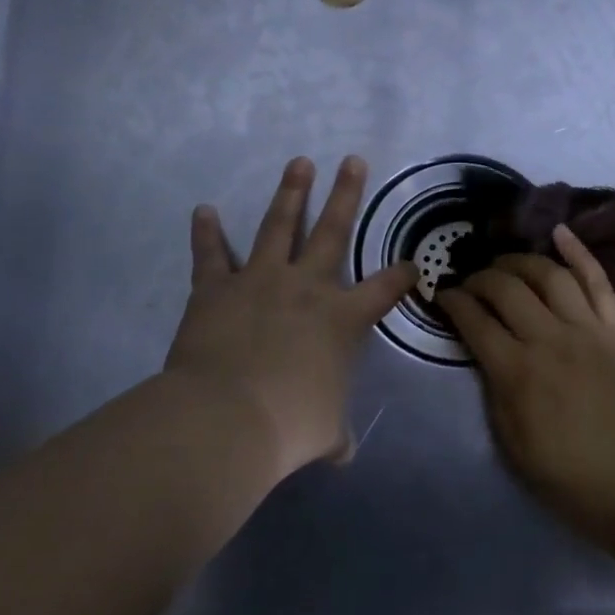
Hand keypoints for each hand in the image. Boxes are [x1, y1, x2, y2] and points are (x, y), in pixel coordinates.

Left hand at [165, 156, 418, 479]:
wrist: (228, 417)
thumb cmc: (290, 424)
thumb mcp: (324, 433)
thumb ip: (336, 436)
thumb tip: (344, 455)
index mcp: (342, 318)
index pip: (383, 289)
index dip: (401, 275)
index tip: (411, 264)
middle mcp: (307, 287)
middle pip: (332, 231)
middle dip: (345, 194)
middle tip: (352, 160)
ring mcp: (260, 280)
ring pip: (278, 226)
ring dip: (290, 193)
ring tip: (299, 162)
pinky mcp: (216, 288)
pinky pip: (211, 254)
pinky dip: (206, 232)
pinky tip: (203, 210)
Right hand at [441, 226, 614, 549]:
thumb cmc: (571, 478)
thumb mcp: (514, 446)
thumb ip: (494, 393)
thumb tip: (485, 353)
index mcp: (518, 373)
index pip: (474, 321)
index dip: (452, 302)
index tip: (442, 295)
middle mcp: (550, 340)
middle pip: (506, 289)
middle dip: (479, 278)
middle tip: (469, 282)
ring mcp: (588, 330)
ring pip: (548, 275)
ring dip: (519, 262)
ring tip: (504, 263)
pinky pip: (598, 281)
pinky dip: (579, 252)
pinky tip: (559, 232)